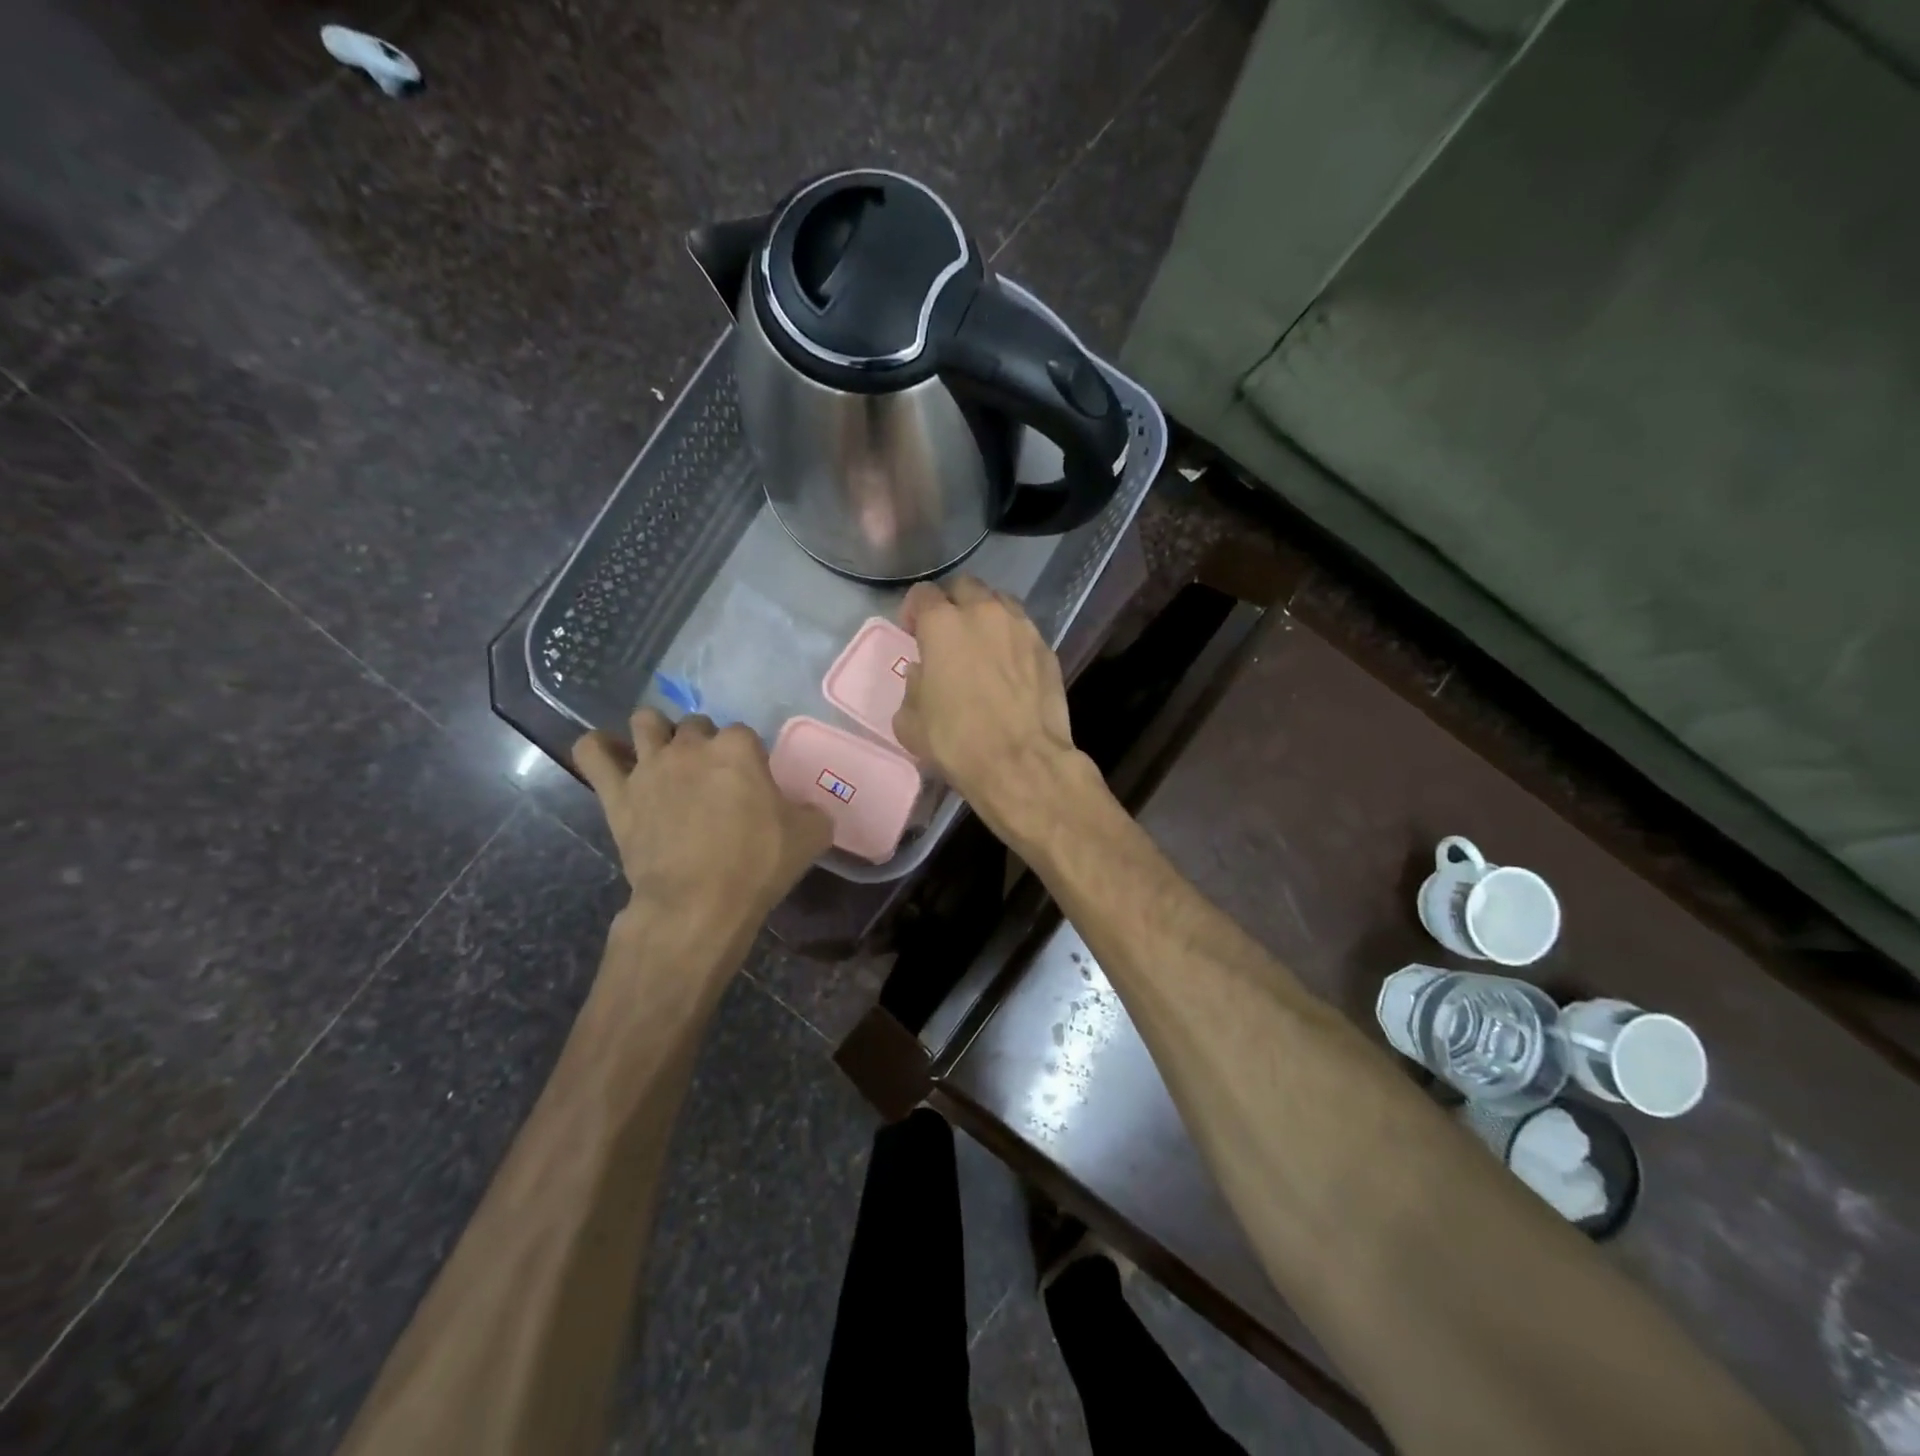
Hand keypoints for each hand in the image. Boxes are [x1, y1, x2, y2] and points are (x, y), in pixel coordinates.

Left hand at [574, 711, 831, 927]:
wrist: (699, 902)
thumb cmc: (758, 864)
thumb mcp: (811, 835)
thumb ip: (812, 810)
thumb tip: (806, 809)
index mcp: (738, 748)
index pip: (744, 734)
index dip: (749, 758)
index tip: (752, 784)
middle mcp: (691, 745)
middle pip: (696, 724)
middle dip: (704, 744)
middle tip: (712, 778)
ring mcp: (649, 765)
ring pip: (645, 722)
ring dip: (656, 733)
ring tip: (665, 758)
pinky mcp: (617, 792)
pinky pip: (592, 752)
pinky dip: (599, 749)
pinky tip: (612, 757)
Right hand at [892, 577, 1084, 843]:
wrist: (1021, 762)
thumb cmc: (957, 742)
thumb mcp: (910, 721)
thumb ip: (913, 685)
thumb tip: (924, 674)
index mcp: (943, 624)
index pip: (923, 594)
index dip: (914, 611)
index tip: (913, 633)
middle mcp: (984, 613)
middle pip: (965, 587)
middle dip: (953, 604)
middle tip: (949, 635)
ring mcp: (1022, 628)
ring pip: (1000, 602)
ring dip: (986, 616)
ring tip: (983, 645)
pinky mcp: (1047, 649)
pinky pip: (1024, 631)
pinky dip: (1012, 640)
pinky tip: (1010, 667)